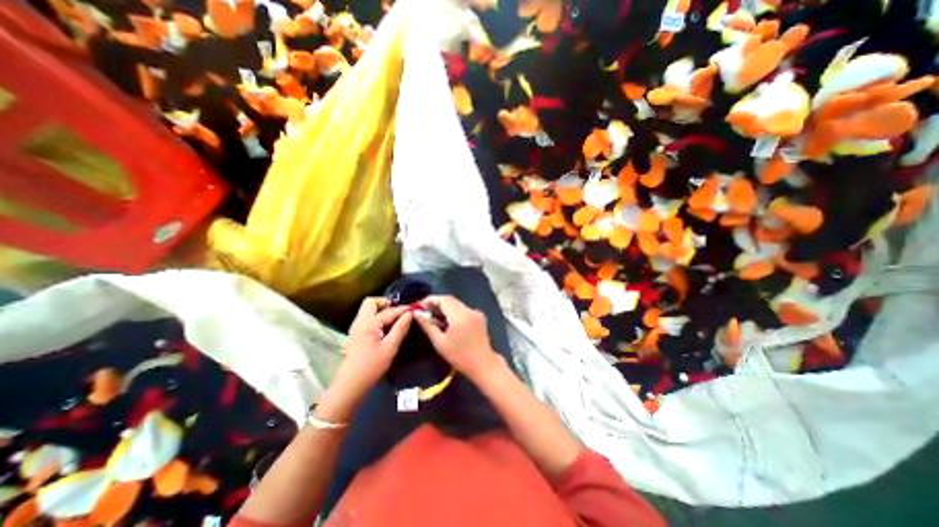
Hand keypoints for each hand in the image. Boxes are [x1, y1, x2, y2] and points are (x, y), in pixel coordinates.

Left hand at [328, 299, 409, 405]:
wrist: (351, 383)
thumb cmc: (371, 366)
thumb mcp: (390, 347)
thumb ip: (400, 329)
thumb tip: (410, 314)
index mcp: (369, 324)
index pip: (388, 310)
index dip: (402, 309)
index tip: (414, 309)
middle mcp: (360, 321)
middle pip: (371, 302)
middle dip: (386, 303)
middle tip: (400, 312)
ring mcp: (357, 327)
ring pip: (369, 309)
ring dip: (382, 310)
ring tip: (397, 319)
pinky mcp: (357, 333)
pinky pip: (368, 318)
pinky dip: (378, 317)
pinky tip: (388, 327)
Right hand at [412, 297, 497, 377]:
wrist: (483, 364)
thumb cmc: (459, 356)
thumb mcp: (440, 342)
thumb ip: (428, 325)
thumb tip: (417, 313)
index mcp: (460, 315)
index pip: (444, 299)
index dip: (430, 300)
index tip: (419, 306)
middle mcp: (469, 310)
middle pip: (450, 300)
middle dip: (436, 303)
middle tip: (424, 311)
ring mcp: (476, 312)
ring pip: (457, 304)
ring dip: (445, 308)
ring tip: (433, 317)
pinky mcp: (479, 317)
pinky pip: (463, 310)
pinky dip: (453, 312)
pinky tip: (447, 322)